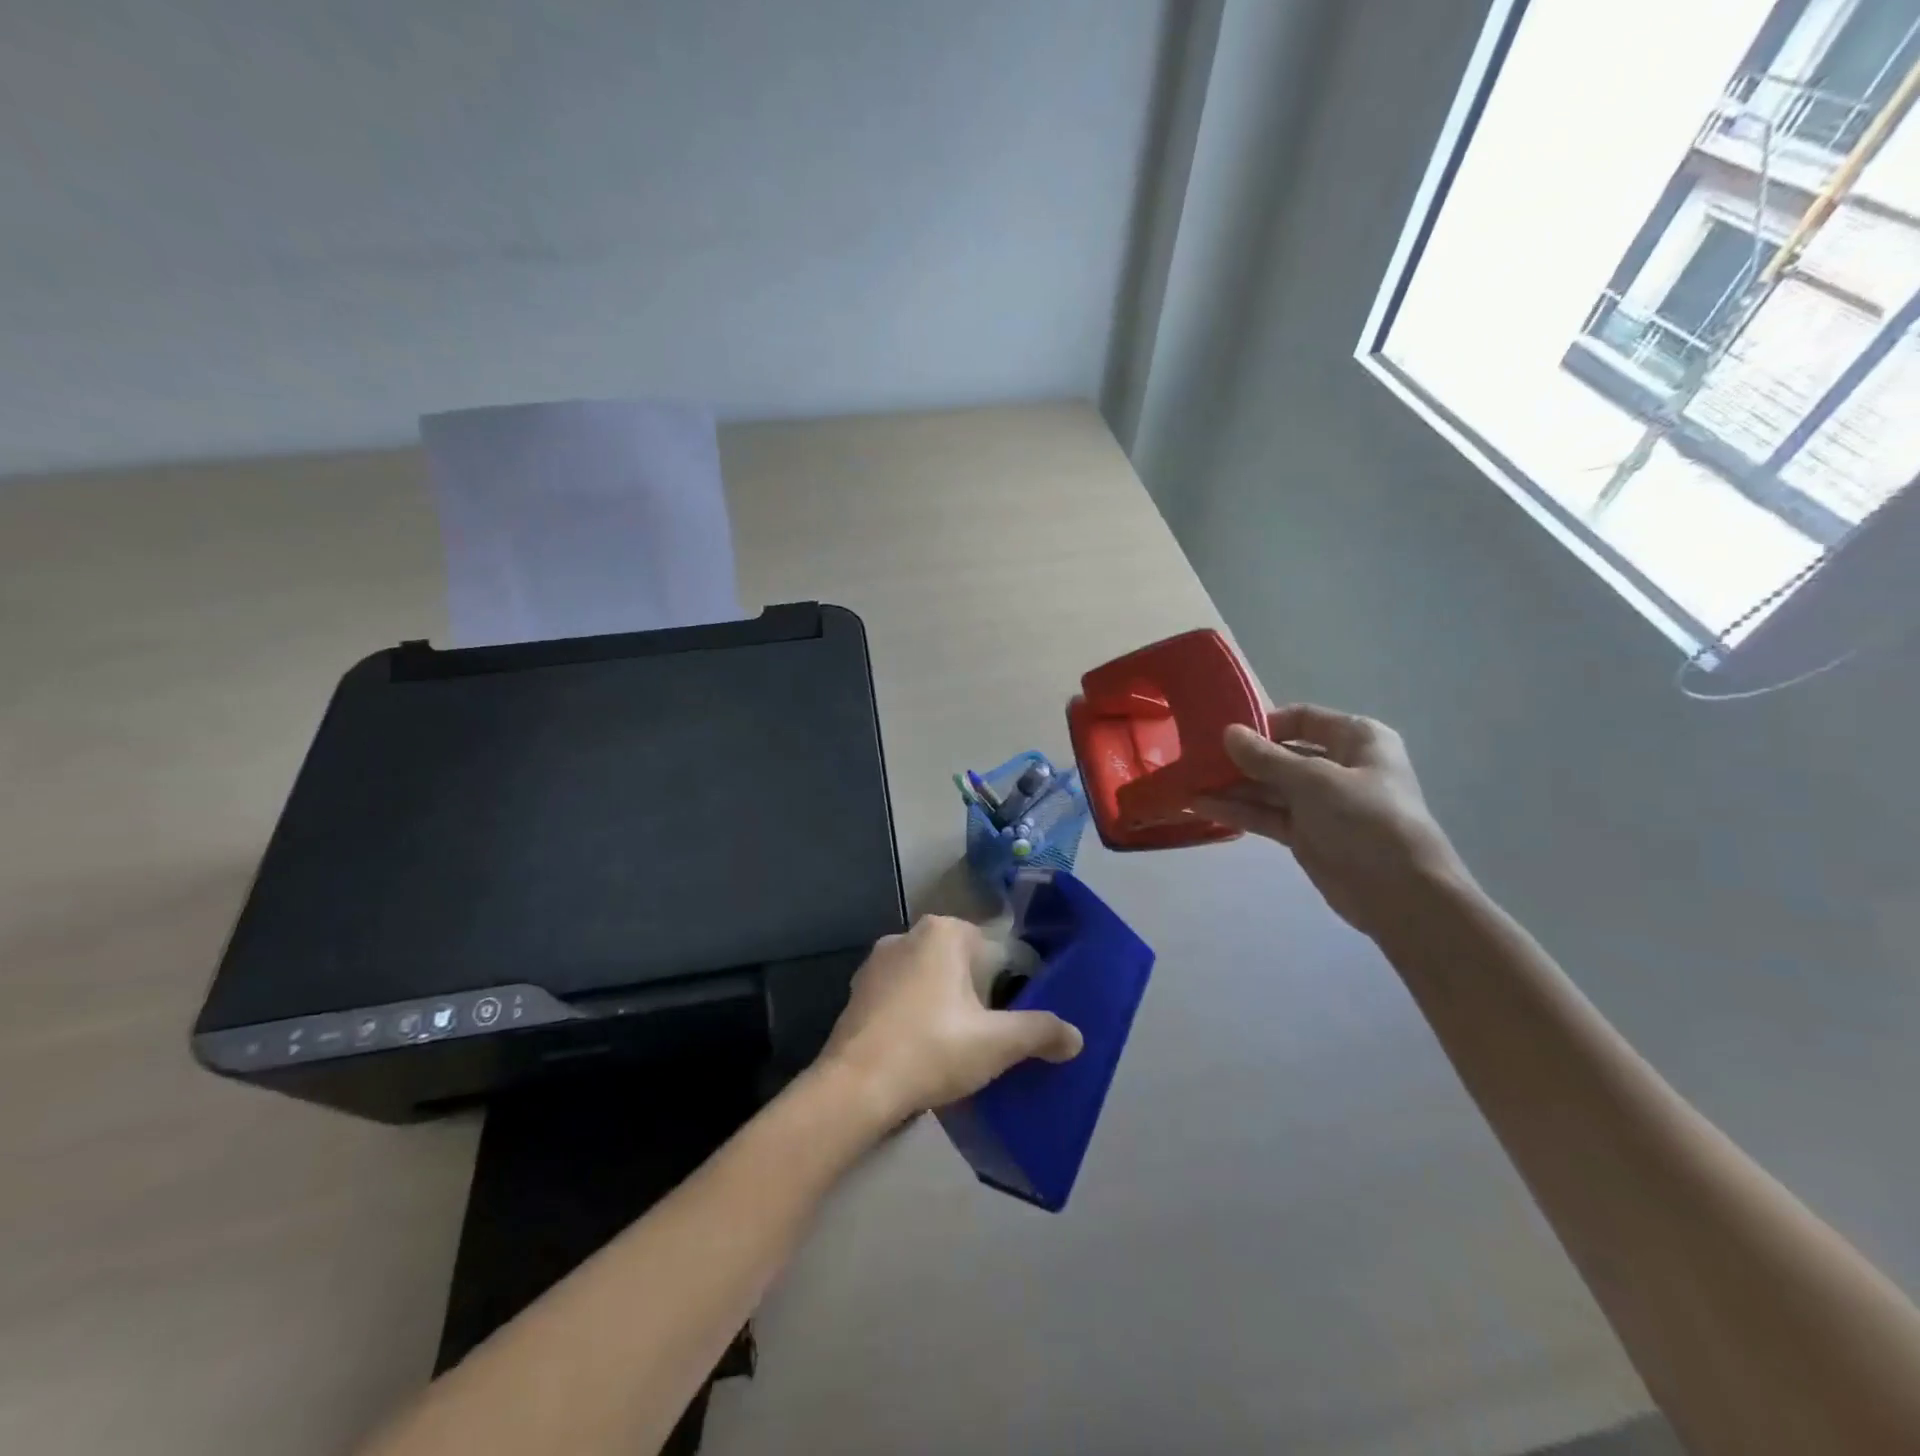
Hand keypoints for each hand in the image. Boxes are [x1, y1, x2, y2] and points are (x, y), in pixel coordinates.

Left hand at [819, 916, 1082, 1123]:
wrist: (855, 1087)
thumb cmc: (932, 1049)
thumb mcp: (996, 1043)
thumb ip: (1040, 1033)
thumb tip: (1076, 1037)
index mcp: (943, 932)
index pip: (992, 949)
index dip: (1007, 986)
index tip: (1007, 1022)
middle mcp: (906, 935)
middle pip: (959, 963)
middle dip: (974, 996)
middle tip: (984, 1038)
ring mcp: (875, 962)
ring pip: (927, 980)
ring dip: (942, 1006)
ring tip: (953, 1049)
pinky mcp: (856, 992)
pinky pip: (899, 997)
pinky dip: (913, 1017)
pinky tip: (918, 1052)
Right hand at [1194, 705, 1469, 939]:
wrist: (1400, 894)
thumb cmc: (1365, 820)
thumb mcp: (1313, 780)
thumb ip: (1266, 757)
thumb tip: (1227, 733)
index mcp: (1357, 738)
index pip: (1302, 718)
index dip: (1263, 723)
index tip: (1222, 732)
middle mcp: (1340, 765)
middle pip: (1282, 753)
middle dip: (1241, 758)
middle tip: (1196, 759)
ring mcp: (1322, 802)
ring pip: (1270, 787)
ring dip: (1233, 786)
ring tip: (1189, 783)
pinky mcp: (1307, 834)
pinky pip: (1268, 814)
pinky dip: (1239, 811)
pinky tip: (1202, 806)